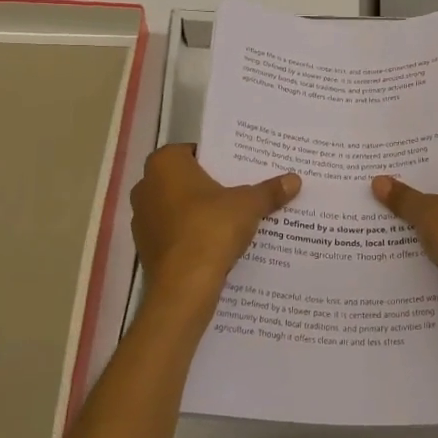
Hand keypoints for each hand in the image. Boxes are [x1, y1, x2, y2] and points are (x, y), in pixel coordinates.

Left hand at [131, 145, 299, 316]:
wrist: (184, 286)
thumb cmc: (211, 229)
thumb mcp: (249, 205)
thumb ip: (269, 190)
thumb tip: (295, 179)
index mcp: (165, 164)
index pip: (194, 151)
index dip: (217, 160)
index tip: (239, 169)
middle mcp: (146, 186)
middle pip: (184, 180)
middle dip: (209, 186)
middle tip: (239, 191)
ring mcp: (141, 219)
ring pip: (177, 207)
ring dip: (198, 212)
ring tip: (231, 218)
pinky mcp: (145, 248)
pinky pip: (173, 233)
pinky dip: (191, 235)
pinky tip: (215, 243)